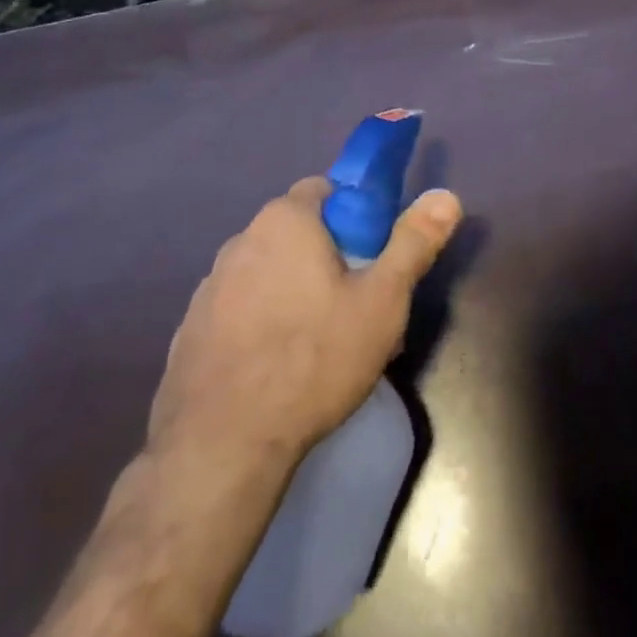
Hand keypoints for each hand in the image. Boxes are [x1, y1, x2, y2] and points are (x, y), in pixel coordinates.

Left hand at [148, 178, 463, 473]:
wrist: (222, 445)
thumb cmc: (313, 360)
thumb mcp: (382, 302)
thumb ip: (413, 243)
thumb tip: (446, 195)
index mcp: (285, 220)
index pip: (325, 190)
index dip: (354, 217)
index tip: (370, 259)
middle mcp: (241, 239)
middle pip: (296, 233)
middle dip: (325, 258)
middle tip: (353, 306)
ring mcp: (210, 284)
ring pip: (266, 271)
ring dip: (290, 290)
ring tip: (317, 345)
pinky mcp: (190, 328)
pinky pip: (238, 309)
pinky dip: (258, 323)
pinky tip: (274, 367)